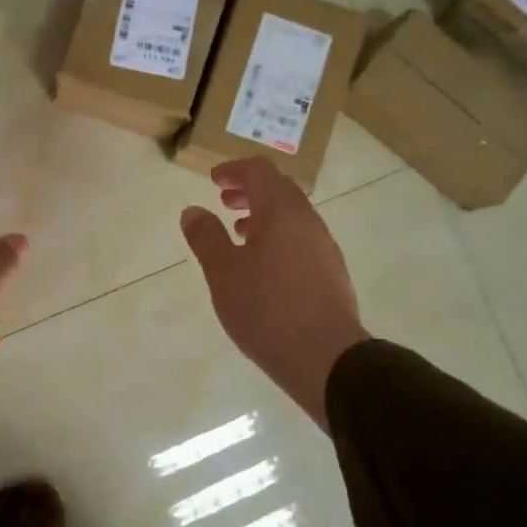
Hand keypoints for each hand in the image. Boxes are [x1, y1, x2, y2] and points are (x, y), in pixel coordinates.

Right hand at [180, 157, 369, 432]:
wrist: (325, 357)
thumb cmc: (266, 309)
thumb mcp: (223, 272)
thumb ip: (206, 237)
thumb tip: (193, 210)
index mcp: (282, 212)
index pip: (260, 171)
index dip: (234, 170)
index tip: (214, 180)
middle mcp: (309, 222)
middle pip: (280, 190)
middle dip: (250, 191)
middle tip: (225, 202)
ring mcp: (325, 248)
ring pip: (293, 217)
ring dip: (265, 217)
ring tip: (240, 235)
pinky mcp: (332, 274)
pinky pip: (302, 241)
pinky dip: (279, 239)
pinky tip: (264, 268)